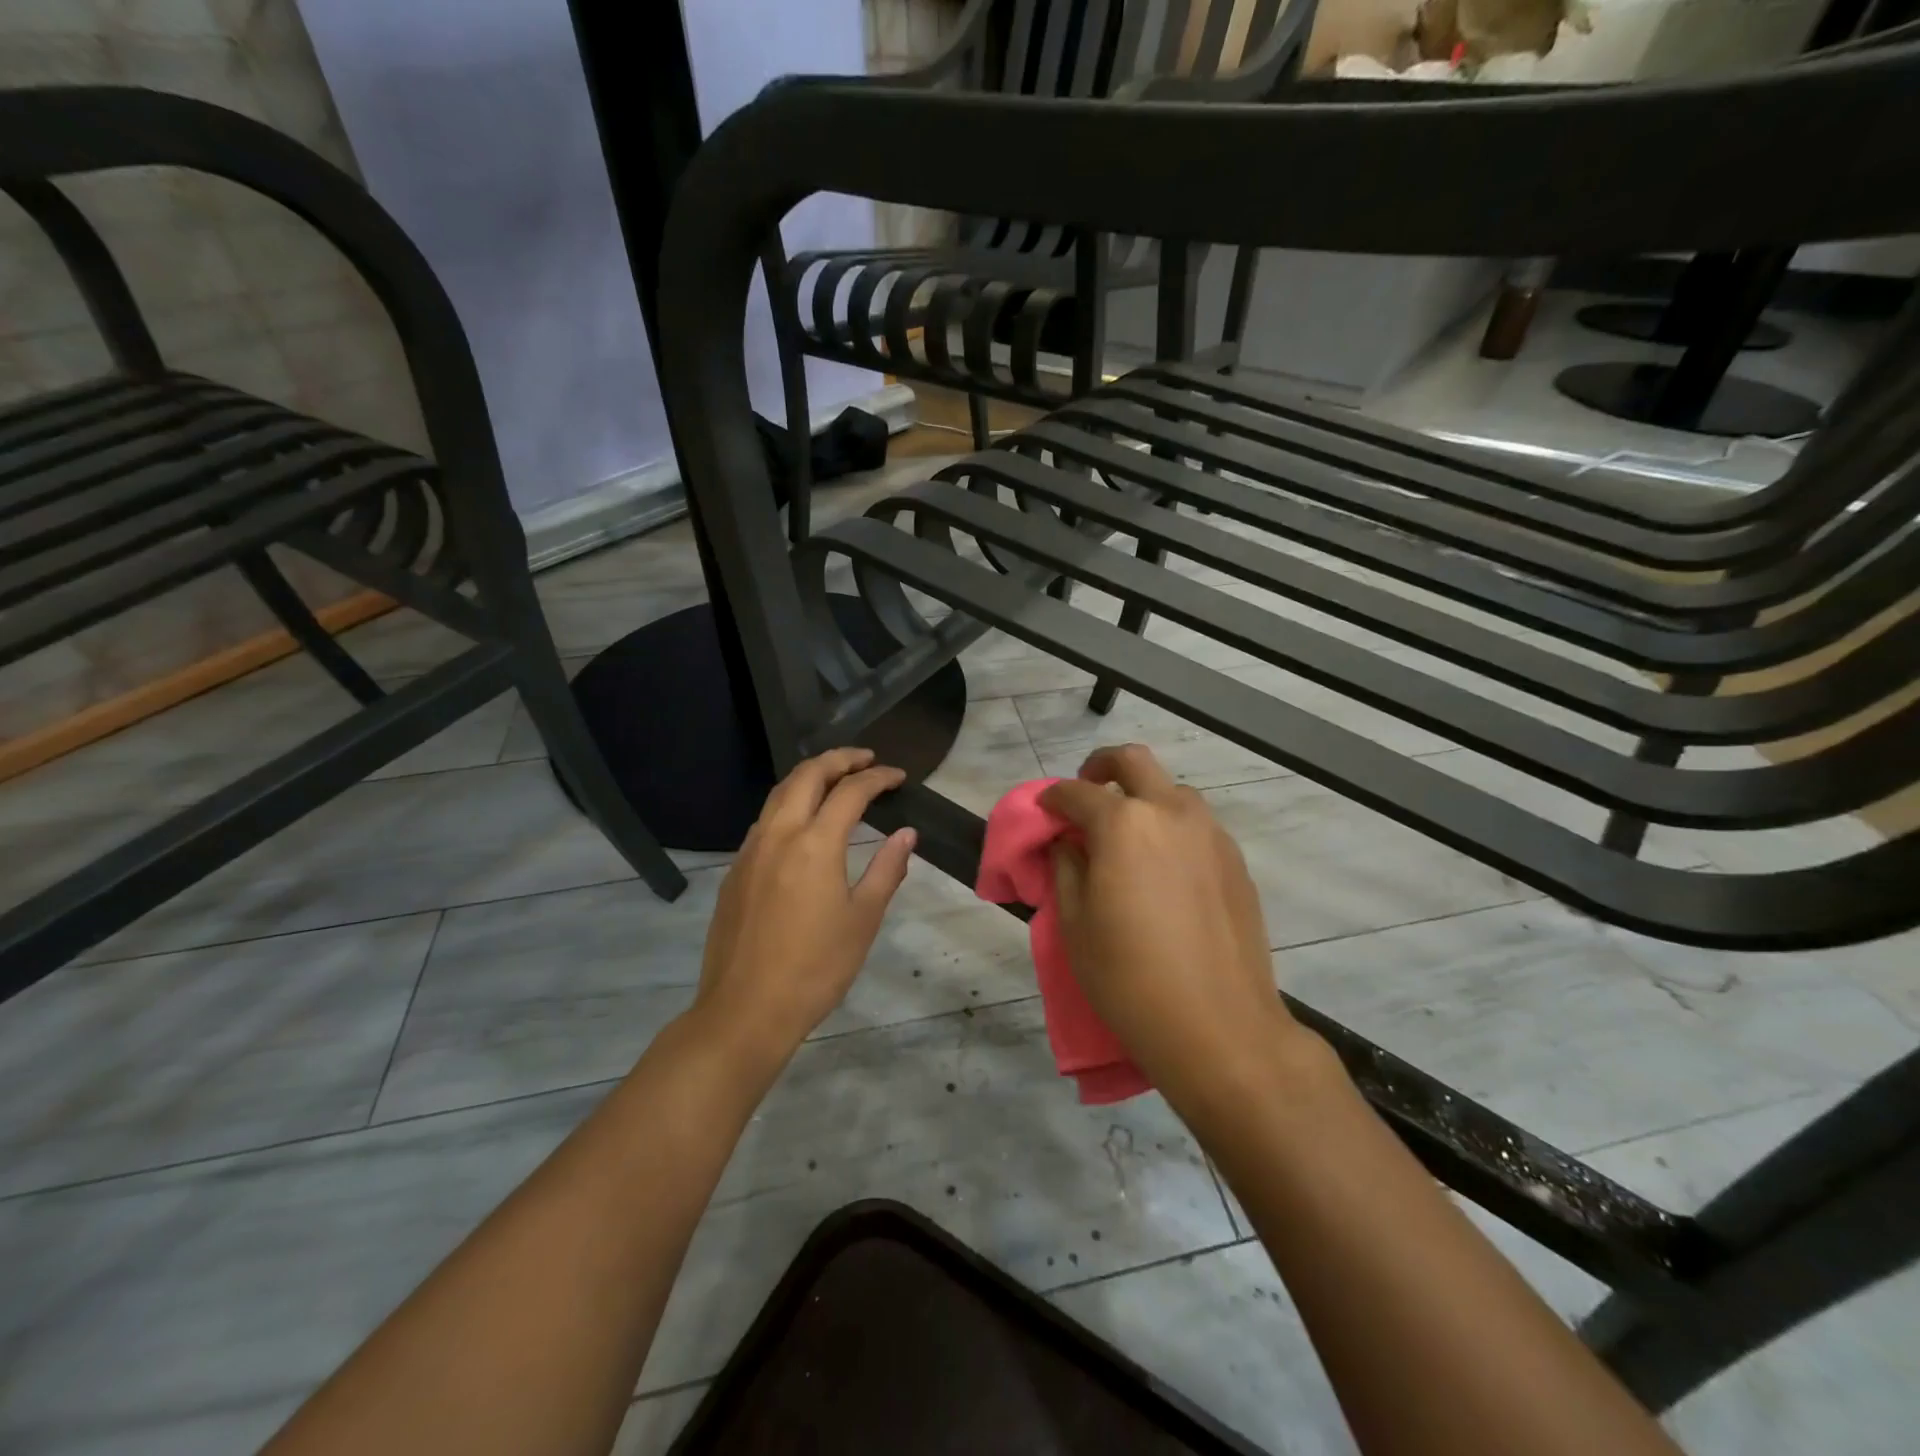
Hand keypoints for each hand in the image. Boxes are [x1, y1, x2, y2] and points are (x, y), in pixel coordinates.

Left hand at [692, 747, 916, 1071]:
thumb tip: (906, 833)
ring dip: (809, 776)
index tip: (899, 776)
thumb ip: (887, 869)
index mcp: (815, 843)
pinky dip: (788, 804)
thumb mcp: (863, 920)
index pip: (850, 791)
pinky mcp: (735, 871)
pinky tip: (802, 823)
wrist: (745, 1010)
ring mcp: (750, 851)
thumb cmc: (816, 968)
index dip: (878, 778)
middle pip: (806, 775)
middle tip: (866, 759)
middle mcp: (778, 834)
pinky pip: (764, 820)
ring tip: (835, 779)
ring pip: (778, 793)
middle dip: (838, 759)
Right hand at [1043, 745, 1303, 1109]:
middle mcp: (1171, 813)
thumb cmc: (1130, 978)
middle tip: (1086, 794)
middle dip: (1100, 767)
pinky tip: (1163, 870)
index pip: (1077, 792)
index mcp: (1124, 824)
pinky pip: (1196, 825)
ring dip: (1142, 798)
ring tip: (1126, 839)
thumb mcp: (1075, 924)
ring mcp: (1211, 834)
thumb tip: (1068, 841)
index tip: (1043, 812)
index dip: (1052, 798)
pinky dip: (1171, 828)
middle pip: (1133, 761)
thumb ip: (1066, 868)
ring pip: (1172, 790)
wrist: (1220, 1028)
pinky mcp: (1235, 861)